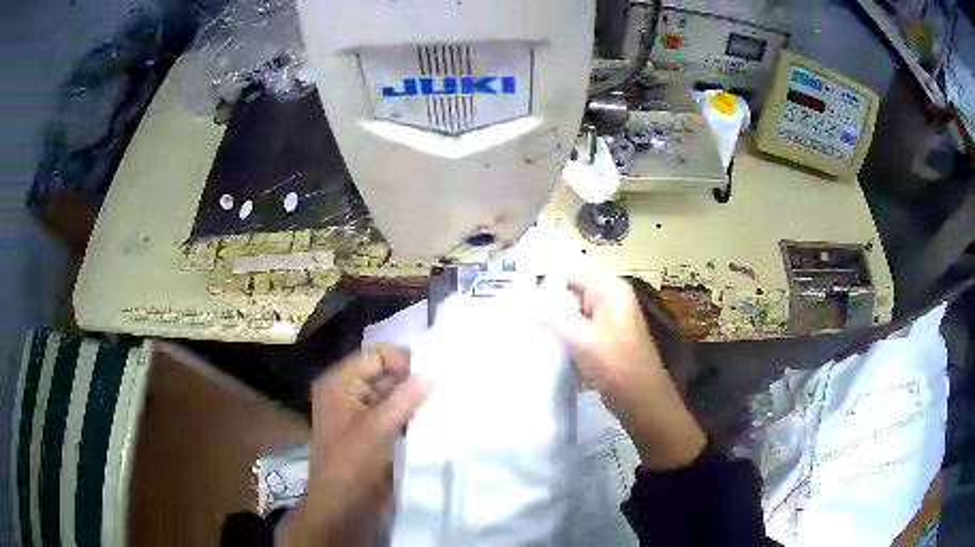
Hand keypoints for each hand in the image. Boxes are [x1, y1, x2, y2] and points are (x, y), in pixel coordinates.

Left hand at [281, 346, 431, 546]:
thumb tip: (430, 374)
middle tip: (439, 388)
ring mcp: (354, 409)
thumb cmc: (353, 463)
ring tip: (437, 401)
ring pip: (386, 391)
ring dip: (409, 396)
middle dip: (408, 378)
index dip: (402, 360)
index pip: (374, 355)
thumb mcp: (379, 428)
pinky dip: (405, 411)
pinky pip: (387, 409)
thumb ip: (405, 398)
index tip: (431, 375)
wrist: (341, 503)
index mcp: (339, 382)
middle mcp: (344, 390)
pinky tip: (426, 417)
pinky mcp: (365, 427)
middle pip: (381, 371)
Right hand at [544, 272, 705, 470]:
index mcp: (609, 288)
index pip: (568, 273)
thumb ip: (552, 316)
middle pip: (569, 292)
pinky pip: (578, 330)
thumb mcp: (580, 338)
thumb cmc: (615, 364)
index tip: (528, 311)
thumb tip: (527, 302)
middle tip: (526, 326)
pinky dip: (565, 339)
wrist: (641, 399)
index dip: (547, 288)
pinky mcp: (604, 339)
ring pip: (572, 313)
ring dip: (555, 326)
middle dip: (549, 308)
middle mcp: (609, 297)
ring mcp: (608, 319)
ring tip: (535, 339)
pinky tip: (551, 352)